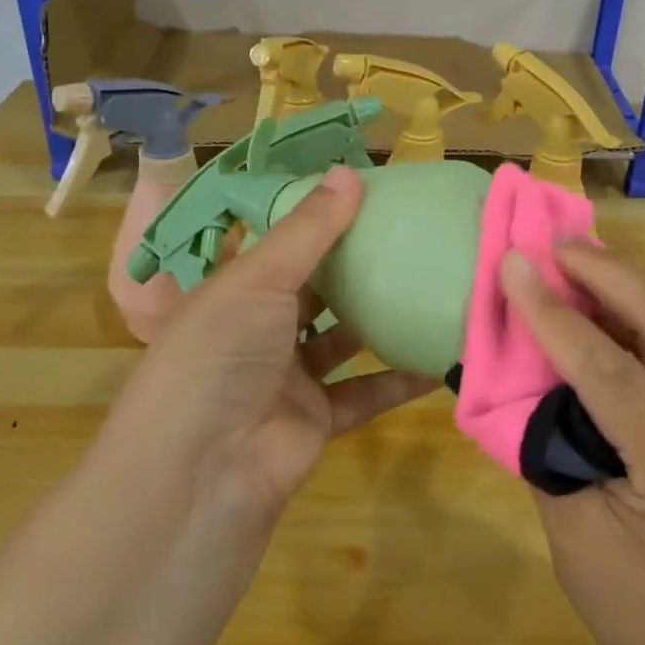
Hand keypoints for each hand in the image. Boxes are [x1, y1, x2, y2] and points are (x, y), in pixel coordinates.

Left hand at [94, 166, 436, 523]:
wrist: (203, 472)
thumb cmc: (219, 354)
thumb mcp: (258, 280)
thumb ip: (308, 230)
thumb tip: (351, 172)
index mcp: (234, 290)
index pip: (278, 244)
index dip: (317, 218)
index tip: (367, 193)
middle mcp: (260, 329)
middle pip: (316, 290)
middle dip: (357, 266)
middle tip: (412, 233)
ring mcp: (289, 376)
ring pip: (344, 339)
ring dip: (381, 318)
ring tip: (432, 283)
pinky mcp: (318, 418)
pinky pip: (366, 391)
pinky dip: (400, 377)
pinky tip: (441, 355)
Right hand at [500, 244, 644, 644]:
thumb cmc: (630, 604)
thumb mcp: (569, 525)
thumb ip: (547, 433)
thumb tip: (522, 358)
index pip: (611, 370)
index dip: (553, 313)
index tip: (511, 264)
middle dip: (608, 270)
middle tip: (551, 246)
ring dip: (631, 276)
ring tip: (575, 258)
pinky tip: (606, 293)